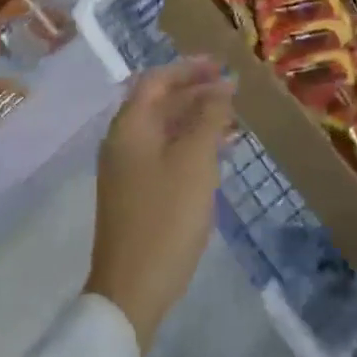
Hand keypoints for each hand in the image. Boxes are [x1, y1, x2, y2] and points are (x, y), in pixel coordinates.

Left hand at [85, 58, 234, 353]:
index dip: (189, 68)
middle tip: (232, 89)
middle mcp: (123, 141)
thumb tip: (223, 86)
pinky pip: (166, 153)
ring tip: (233, 120)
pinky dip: (191, 144)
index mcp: (130, 126)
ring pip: (165, 129)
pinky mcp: (137, 195)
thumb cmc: (166, 216)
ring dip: (196, 119)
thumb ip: (210, 116)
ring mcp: (127, 170)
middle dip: (196, 92)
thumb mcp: (195, 160)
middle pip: (160, 102)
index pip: (157, 80)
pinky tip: (218, 154)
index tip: (220, 65)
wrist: (132, 291)